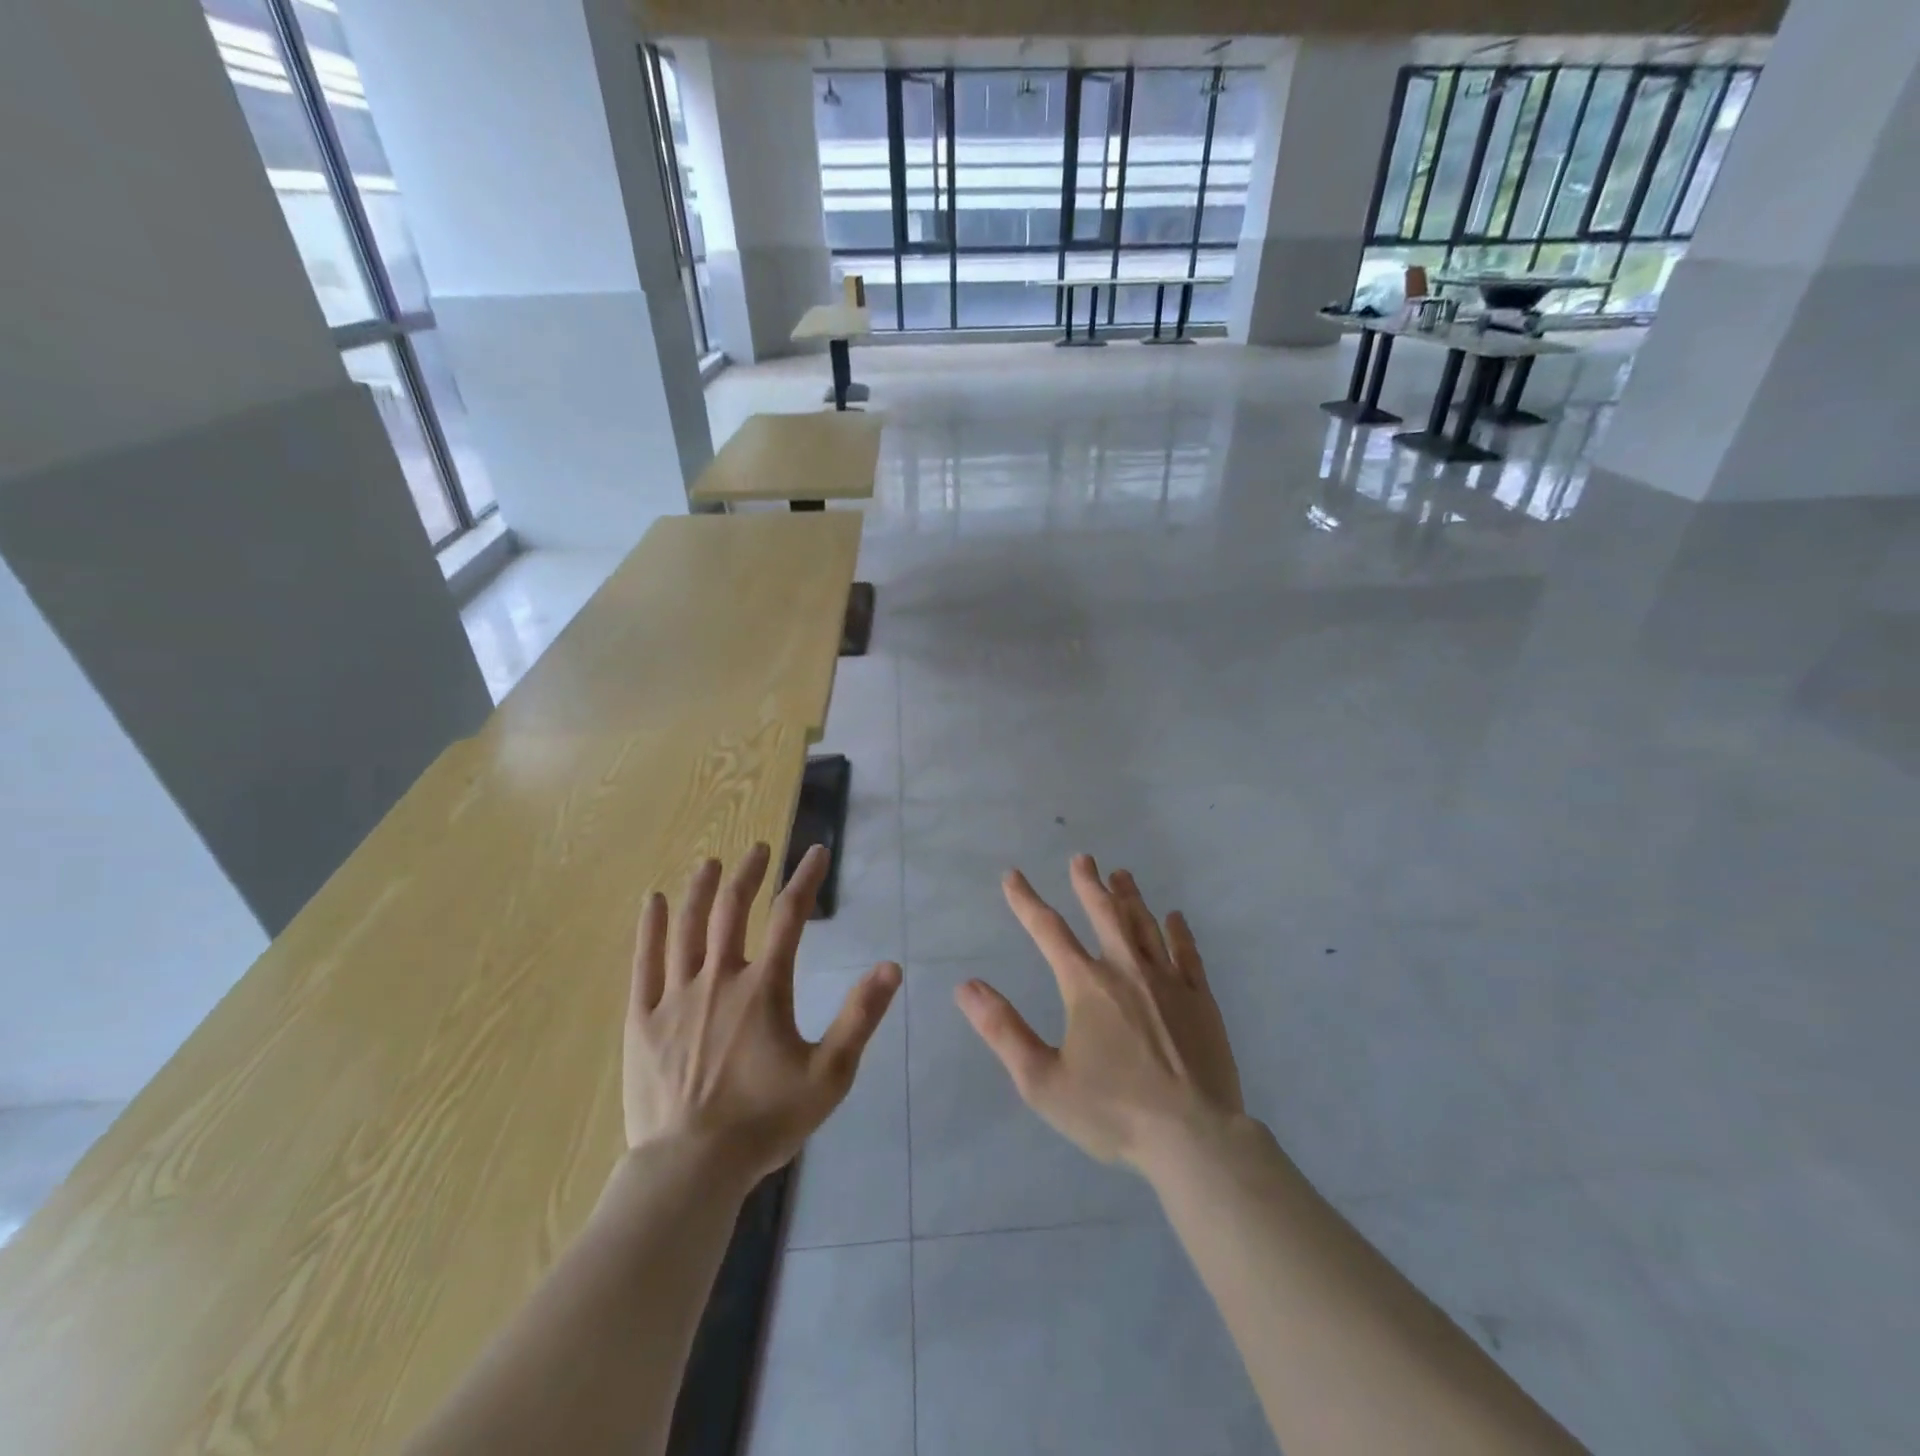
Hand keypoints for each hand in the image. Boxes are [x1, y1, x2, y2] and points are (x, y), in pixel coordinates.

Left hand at [625, 843, 901, 1180]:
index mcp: (763, 988)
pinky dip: (651, 927)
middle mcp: (719, 978)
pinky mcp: (642, 1019)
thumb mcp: (829, 1075)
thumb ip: (859, 1017)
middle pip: (733, 910)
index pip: (790, 917)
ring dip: (702, 889)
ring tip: (711, 863)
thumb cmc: (765, 1121)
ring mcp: (676, 997)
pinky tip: (655, 901)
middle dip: (749, 873)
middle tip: (760, 849)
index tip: (816, 852)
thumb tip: (891, 966)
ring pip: (688, 927)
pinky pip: (645, 962)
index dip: (805, 880)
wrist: (691, 1169)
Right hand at [956, 854, 1243, 1172]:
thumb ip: (1003, 1030)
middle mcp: (1127, 970)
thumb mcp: (1042, 1080)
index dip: (1026, 901)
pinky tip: (1174, 917)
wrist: (1194, 1139)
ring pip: (1146, 925)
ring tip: (1121, 874)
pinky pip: (1188, 953)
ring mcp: (1169, 982)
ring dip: (1130, 897)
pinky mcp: (1202, 1000)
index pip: (1048, 930)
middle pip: (1105, 913)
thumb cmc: (1112, 1112)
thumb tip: (966, 986)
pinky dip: (1178, 931)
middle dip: (1089, 883)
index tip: (1013, 877)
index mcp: (1086, 985)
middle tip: (1082, 858)